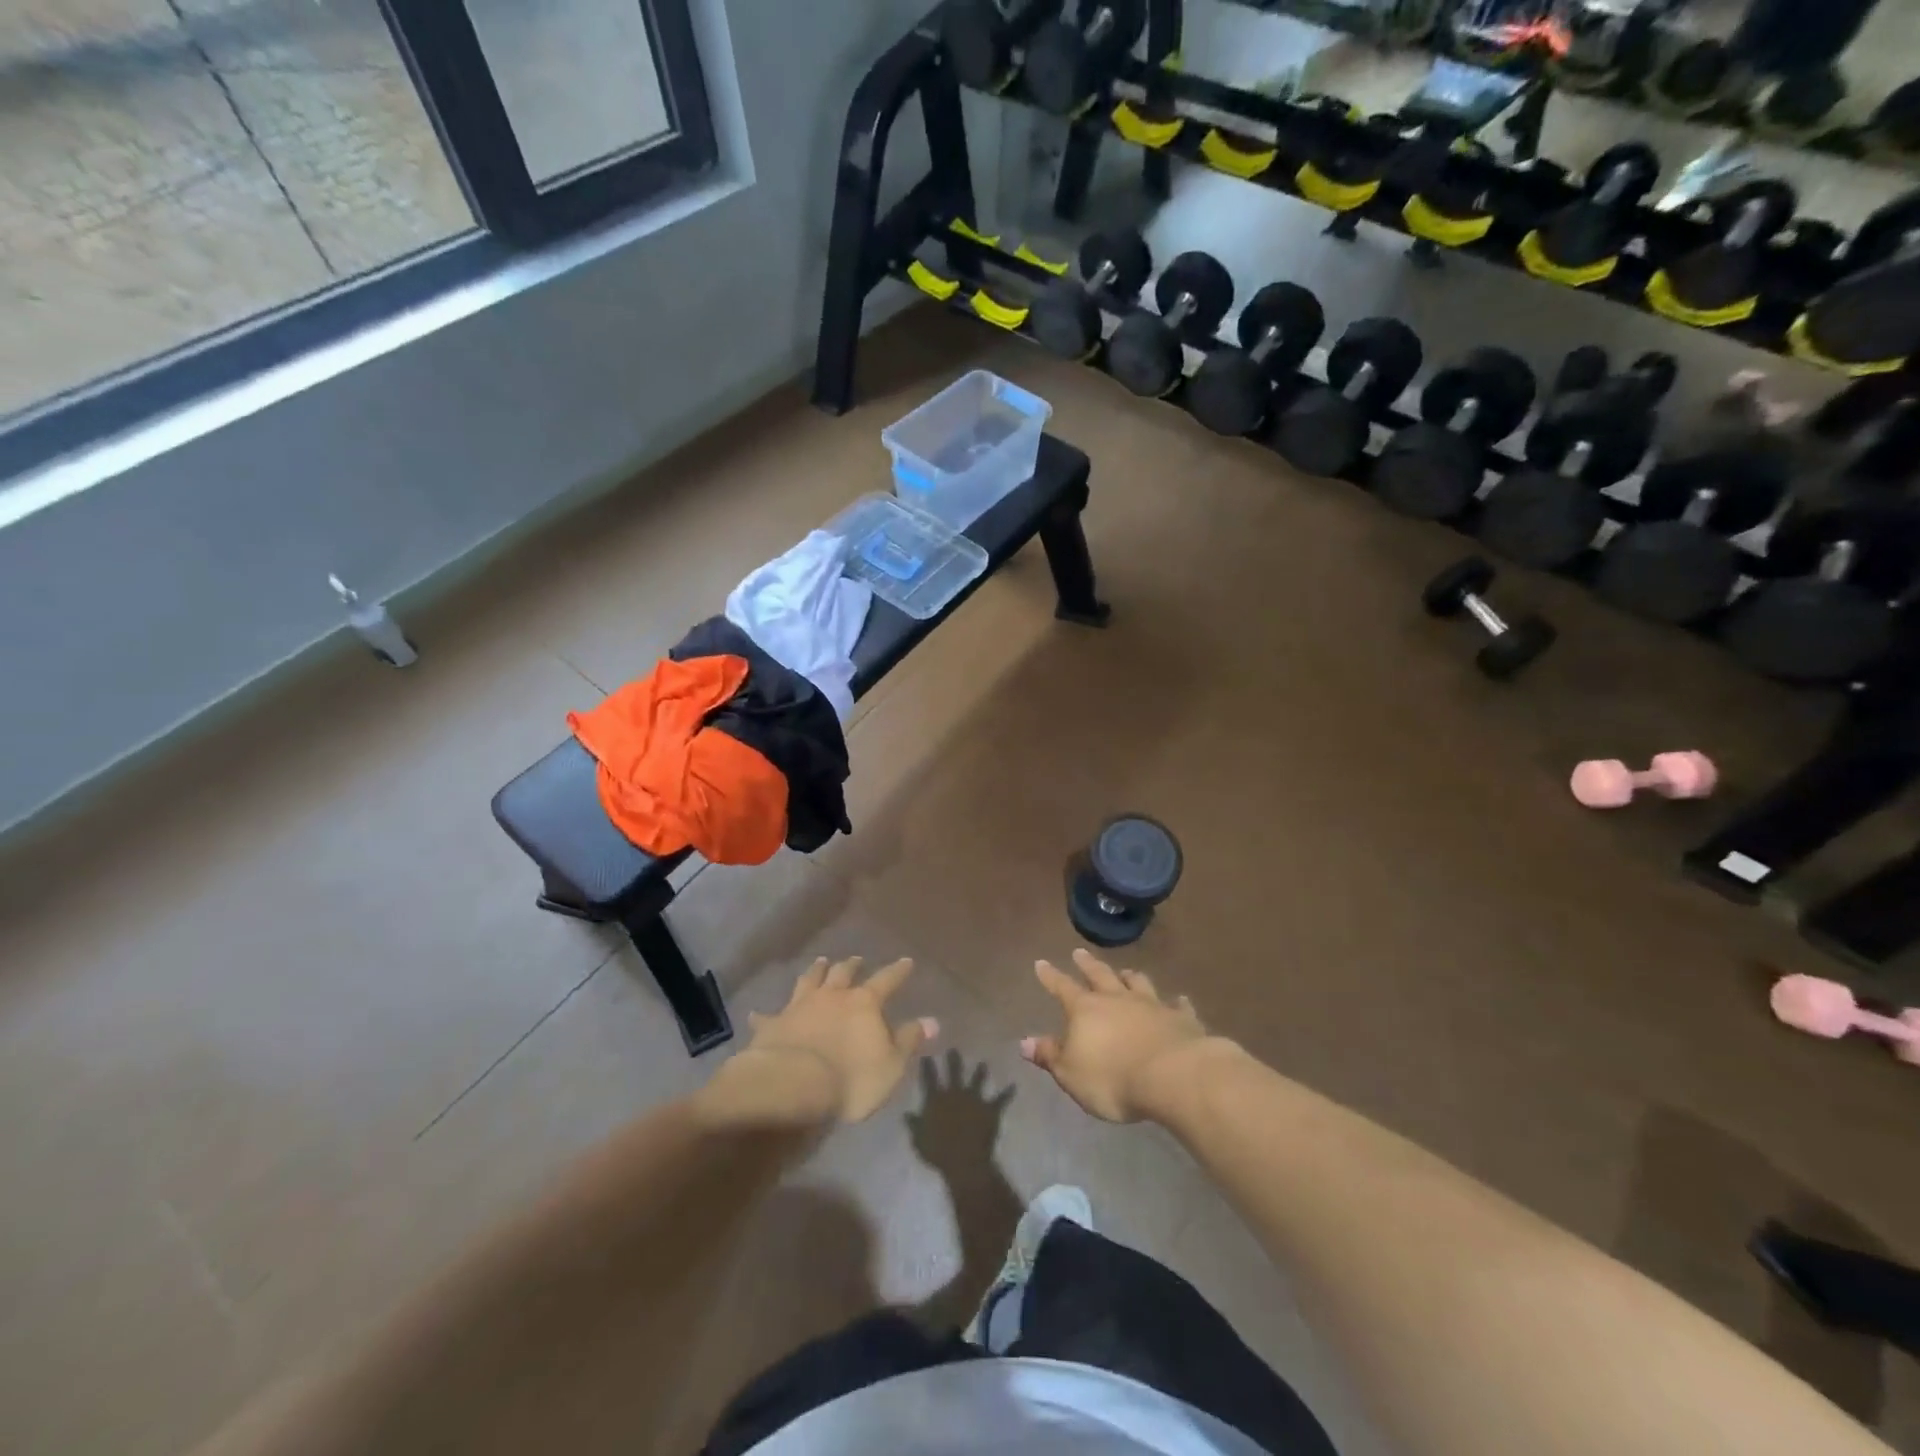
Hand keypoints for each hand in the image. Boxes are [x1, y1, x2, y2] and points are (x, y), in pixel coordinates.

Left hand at [706, 957, 938, 1126]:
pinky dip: (764, 1014)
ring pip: (809, 981)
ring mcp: (800, 1006)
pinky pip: (767, 1016)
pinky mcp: (773, 1025)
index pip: (887, 980)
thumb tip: (933, 1021)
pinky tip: (757, 1013)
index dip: (898, 971)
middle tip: (856, 958)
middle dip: (852, 965)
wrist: (792, 1085)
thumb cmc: (851, 1078)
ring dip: (816, 972)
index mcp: (864, 1003)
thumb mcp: (891, 1065)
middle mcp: (832, 996)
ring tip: (820, 962)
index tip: (906, 961)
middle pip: (844, 973)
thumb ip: (909, 1041)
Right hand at [1021, 949, 1218, 1122]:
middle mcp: (1117, 999)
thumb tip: (1024, 1042)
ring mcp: (1151, 1005)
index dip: (1050, 976)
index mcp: (1086, 1010)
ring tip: (1125, 971)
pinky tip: (1178, 999)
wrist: (1172, 1076)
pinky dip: (1175, 1001)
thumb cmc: (1113, 1078)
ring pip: (1138, 983)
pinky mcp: (1181, 1019)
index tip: (1041, 962)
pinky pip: (1177, 1005)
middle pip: (1100, 975)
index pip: (1062, 987)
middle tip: (1079, 952)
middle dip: (1087, 964)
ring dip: (1129, 977)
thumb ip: (1050, 1056)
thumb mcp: (1071, 1074)